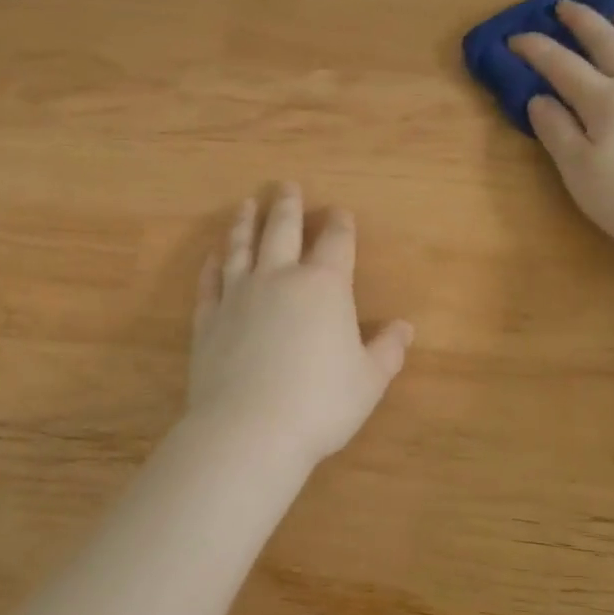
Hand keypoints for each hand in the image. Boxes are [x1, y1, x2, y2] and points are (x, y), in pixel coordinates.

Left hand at [185, 186, 413, 471]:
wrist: (250, 428)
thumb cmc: (320, 404)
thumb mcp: (368, 381)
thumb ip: (387, 350)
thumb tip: (405, 328)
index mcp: (324, 287)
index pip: (336, 242)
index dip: (341, 224)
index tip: (340, 212)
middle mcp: (279, 278)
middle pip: (283, 230)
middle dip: (287, 205)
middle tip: (285, 186)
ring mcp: (239, 295)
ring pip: (241, 247)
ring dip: (245, 223)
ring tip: (246, 205)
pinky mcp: (209, 318)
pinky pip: (210, 282)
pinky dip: (212, 265)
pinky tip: (213, 256)